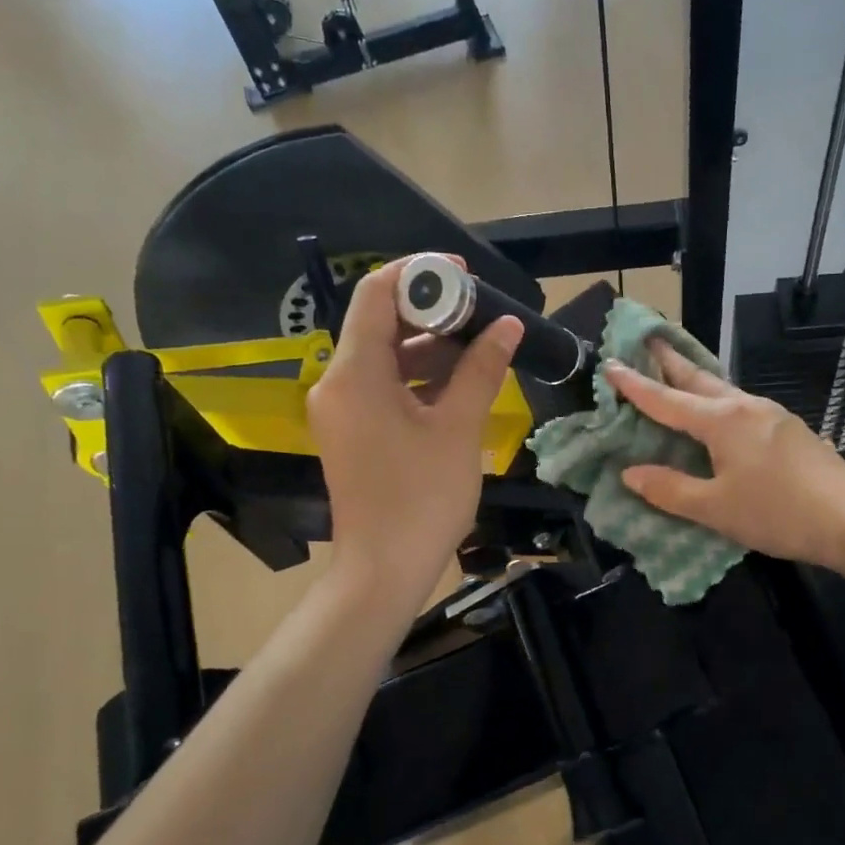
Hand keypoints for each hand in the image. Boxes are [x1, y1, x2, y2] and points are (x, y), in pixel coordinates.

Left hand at [306, 256, 521, 613]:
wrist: (384, 570)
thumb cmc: (422, 497)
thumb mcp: (458, 428)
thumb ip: (481, 369)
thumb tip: (507, 325)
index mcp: (354, 373)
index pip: (376, 294)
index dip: (419, 275)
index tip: (464, 276)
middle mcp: (337, 383)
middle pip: (380, 323)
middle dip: (430, 312)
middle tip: (481, 311)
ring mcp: (342, 410)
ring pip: (384, 357)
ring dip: (428, 346)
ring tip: (480, 344)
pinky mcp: (353, 432)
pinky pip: (382, 387)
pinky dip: (417, 377)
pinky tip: (459, 380)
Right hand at [603, 342, 844, 574]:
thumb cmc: (777, 512)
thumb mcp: (715, 509)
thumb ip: (670, 490)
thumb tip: (630, 473)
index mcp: (721, 421)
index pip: (666, 400)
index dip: (635, 385)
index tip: (610, 364)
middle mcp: (745, 408)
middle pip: (698, 379)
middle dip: (669, 360)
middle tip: (647, 339)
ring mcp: (772, 415)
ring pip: (723, 390)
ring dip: (695, 379)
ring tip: (676, 372)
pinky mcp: (789, 430)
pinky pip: (741, 406)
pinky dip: (718, 400)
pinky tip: (720, 413)